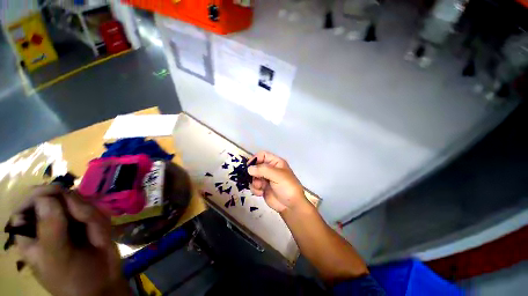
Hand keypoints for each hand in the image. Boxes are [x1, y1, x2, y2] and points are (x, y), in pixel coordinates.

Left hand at [13, 185, 128, 295]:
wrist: (103, 285)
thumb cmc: (73, 279)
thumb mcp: (58, 258)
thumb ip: (50, 229)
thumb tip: (46, 198)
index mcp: (31, 235)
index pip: (26, 206)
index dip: (38, 195)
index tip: (57, 192)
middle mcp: (48, 225)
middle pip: (56, 199)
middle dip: (74, 207)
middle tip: (87, 219)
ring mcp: (70, 223)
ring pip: (79, 203)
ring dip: (91, 216)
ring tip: (96, 236)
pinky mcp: (88, 223)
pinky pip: (95, 211)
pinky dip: (100, 221)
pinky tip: (100, 236)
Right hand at [248, 151, 308, 212]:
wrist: (290, 205)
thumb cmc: (287, 186)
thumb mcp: (277, 175)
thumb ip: (262, 170)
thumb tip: (249, 168)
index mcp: (275, 162)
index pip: (263, 155)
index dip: (255, 158)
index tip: (249, 166)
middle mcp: (270, 169)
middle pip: (256, 166)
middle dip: (254, 173)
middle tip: (255, 179)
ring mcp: (265, 178)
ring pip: (253, 176)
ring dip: (254, 182)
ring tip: (260, 187)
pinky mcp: (262, 188)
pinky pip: (253, 185)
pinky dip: (255, 189)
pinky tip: (261, 193)